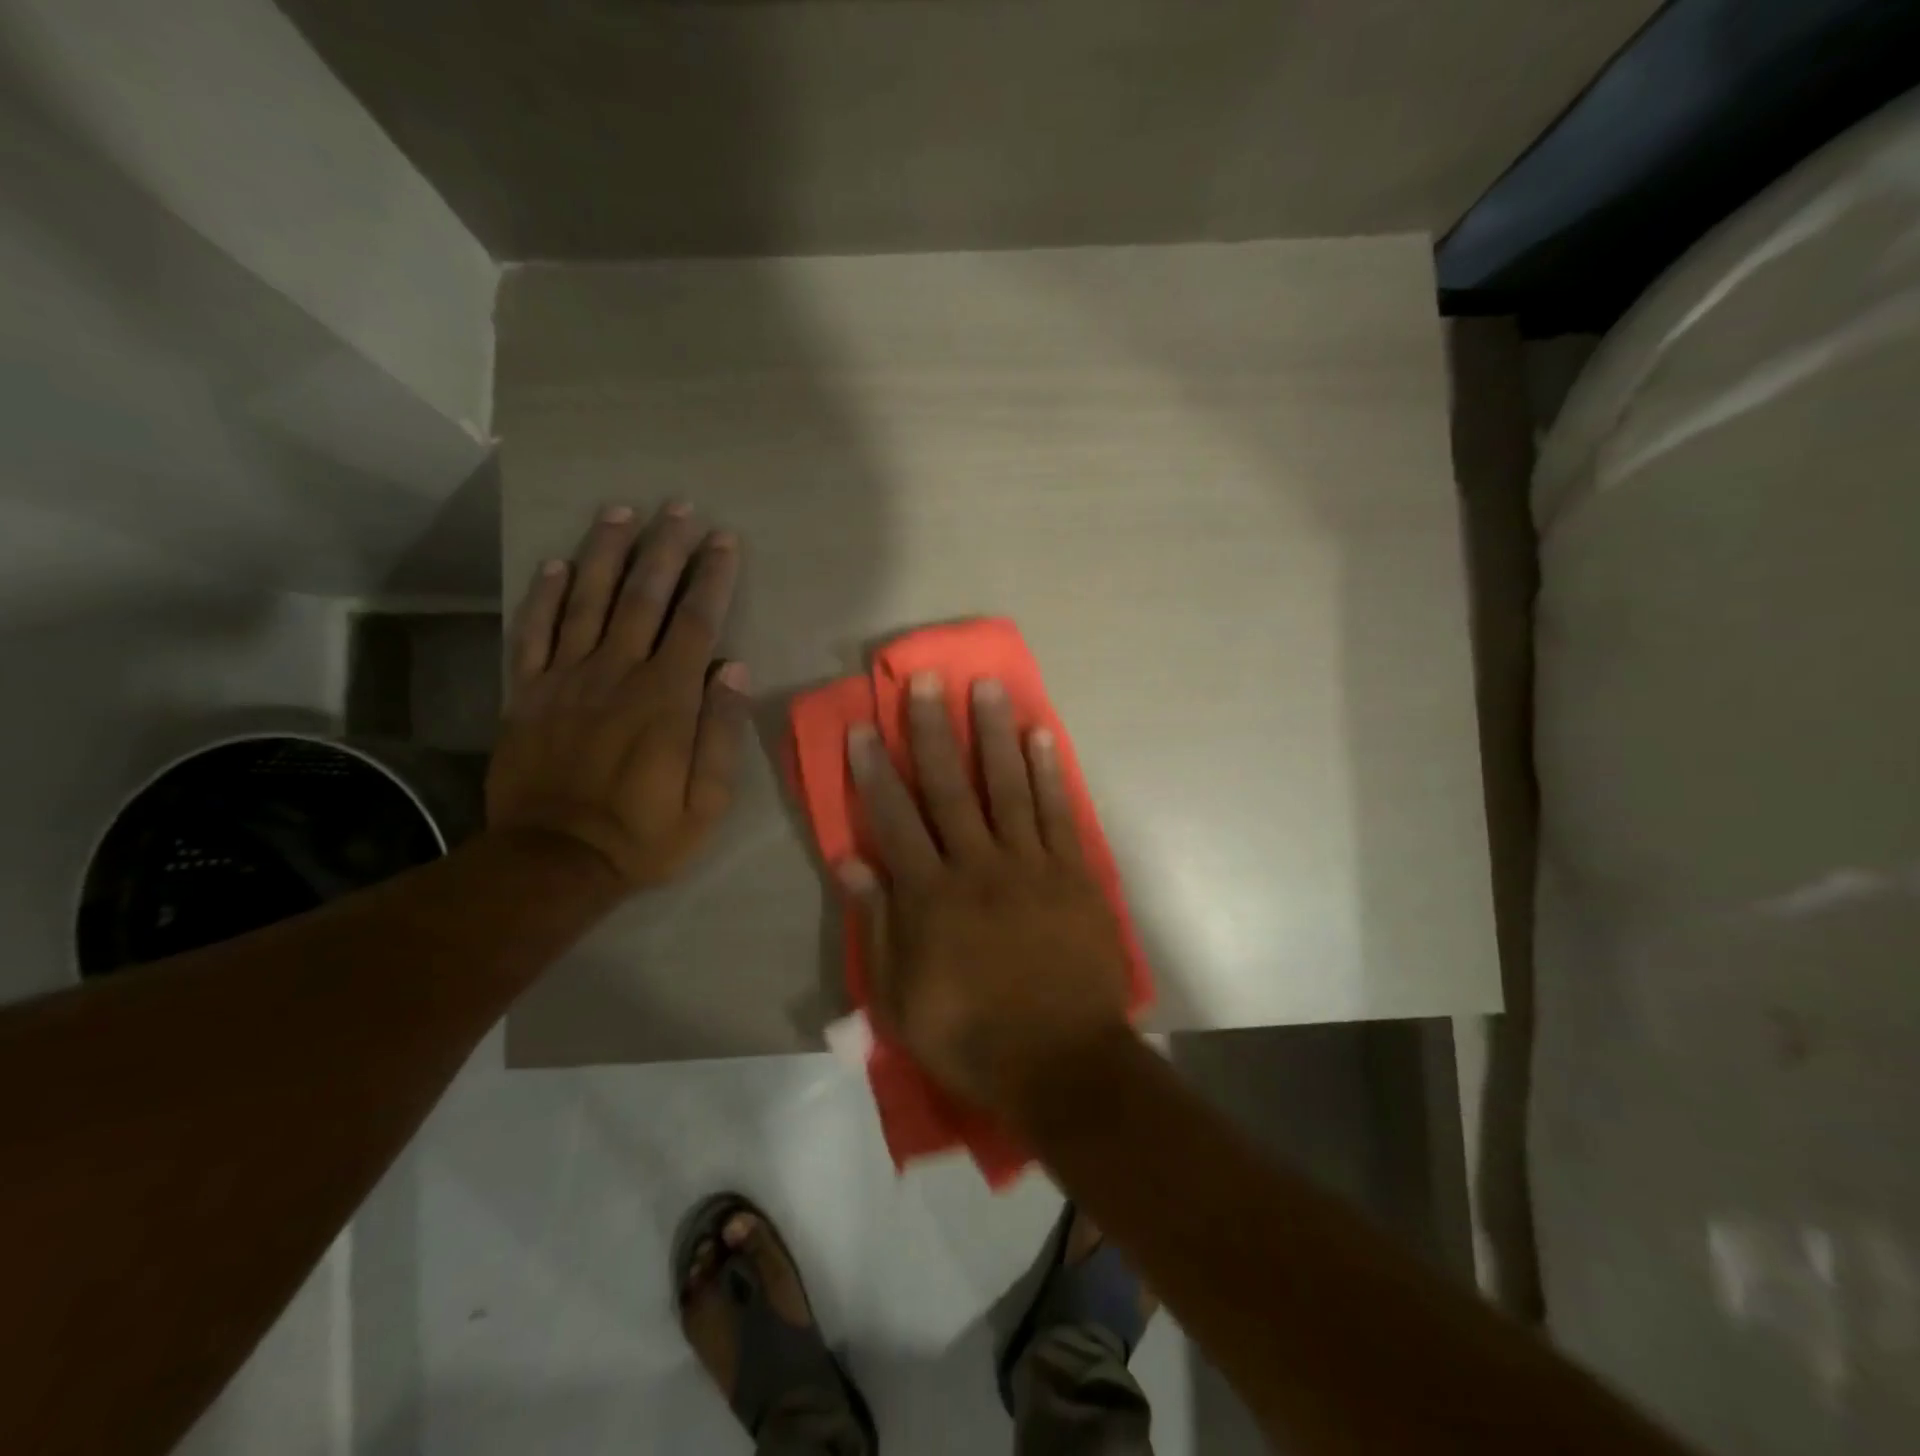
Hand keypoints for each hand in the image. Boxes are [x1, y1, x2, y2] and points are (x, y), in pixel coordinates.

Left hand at [487, 502, 748, 889]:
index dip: (712, 577)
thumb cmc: (645, 833)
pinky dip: (544, 595)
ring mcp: (566, 679)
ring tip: (621, 512)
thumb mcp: (708, 799)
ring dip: (605, 552)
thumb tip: (734, 668)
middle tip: (677, 506)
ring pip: (586, 600)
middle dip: (664, 548)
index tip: (724, 540)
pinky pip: (534, 632)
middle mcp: (617, 673)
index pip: (695, 621)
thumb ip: (721, 731)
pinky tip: (554, 563)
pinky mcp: (529, 693)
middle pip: (643, 596)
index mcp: (666, 697)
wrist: (555, 859)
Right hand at [841, 672, 1134, 1122]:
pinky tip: (1040, 735)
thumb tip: (851, 864)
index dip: (877, 772)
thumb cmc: (972, 1037)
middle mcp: (978, 866)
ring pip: (1007, 786)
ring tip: (987, 686)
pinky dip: (1048, 771)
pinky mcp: (1073, 873)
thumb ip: (876, 927)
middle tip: (925, 681)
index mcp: (931, 897)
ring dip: (994, 733)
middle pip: (950, 788)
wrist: (1062, 1062)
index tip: (865, 728)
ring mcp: (1031, 865)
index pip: (895, 820)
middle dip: (934, 731)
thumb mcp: (901, 1000)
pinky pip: (1058, 812)